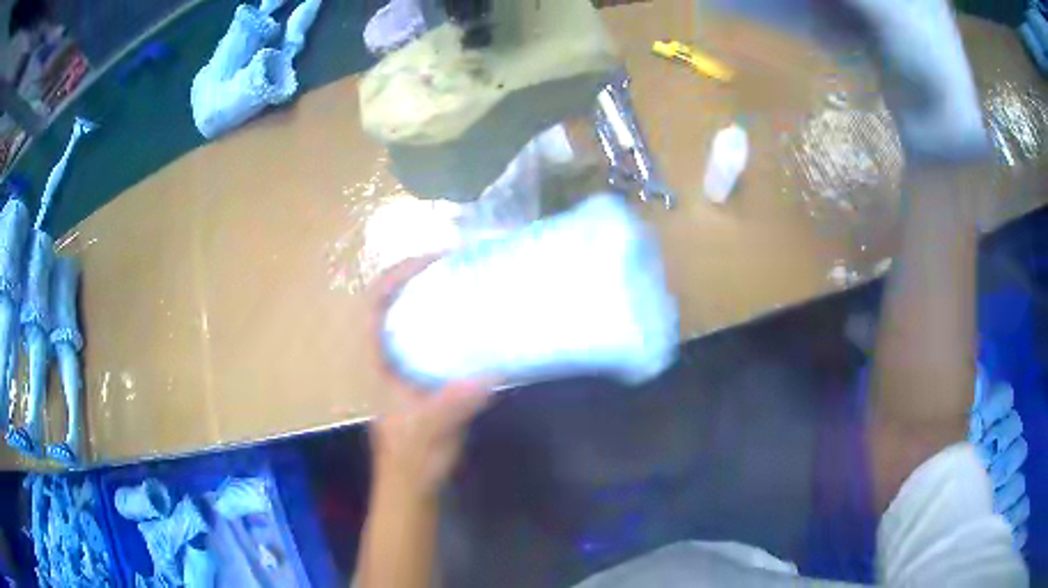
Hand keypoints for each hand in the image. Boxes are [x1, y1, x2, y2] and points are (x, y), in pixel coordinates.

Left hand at [366, 257, 493, 498]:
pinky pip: (438, 339)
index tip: (434, 260)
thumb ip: (452, 405)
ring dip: (440, 299)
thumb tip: (490, 375)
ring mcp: (408, 365)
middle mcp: (389, 354)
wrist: (414, 483)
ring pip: (417, 319)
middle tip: (463, 266)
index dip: (398, 275)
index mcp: (378, 359)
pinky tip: (482, 327)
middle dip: (424, 278)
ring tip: (474, 286)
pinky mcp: (427, 377)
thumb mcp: (429, 431)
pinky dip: (455, 325)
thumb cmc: (411, 457)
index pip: (376, 302)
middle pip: (398, 302)